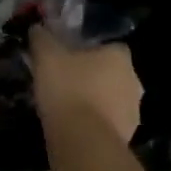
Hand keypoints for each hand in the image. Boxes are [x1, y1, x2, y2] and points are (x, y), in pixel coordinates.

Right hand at [29, 25, 142, 143]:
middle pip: (112, 73)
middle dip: (93, 76)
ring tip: (67, 107)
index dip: (88, 50)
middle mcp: (133, 80)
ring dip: (95, 101)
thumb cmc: (68, 89)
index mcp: (119, 56)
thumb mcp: (46, 56)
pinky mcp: (127, 137)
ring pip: (111, 99)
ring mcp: (133, 111)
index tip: (69, 56)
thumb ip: (42, 38)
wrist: (83, 141)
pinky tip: (74, 127)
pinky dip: (94, 123)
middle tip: (66, 81)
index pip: (109, 46)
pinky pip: (108, 123)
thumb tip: (37, 28)